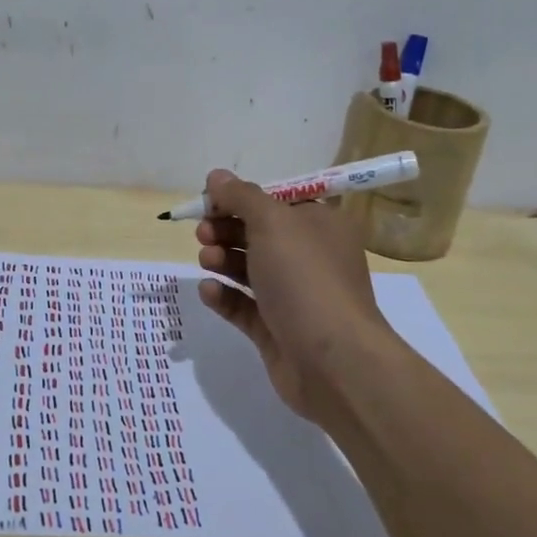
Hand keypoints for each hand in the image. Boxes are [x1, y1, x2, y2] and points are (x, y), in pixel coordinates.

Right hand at [195, 169, 393, 417]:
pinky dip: (225, 296)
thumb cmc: (305, 278)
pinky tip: (208, 291)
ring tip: (206, 260)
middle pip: (259, 234)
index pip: (276, 202)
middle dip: (226, 229)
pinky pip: (244, 306)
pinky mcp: (276, 330)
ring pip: (250, 269)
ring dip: (223, 259)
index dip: (241, 198)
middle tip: (203, 232)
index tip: (209, 201)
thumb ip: (240, 196)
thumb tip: (216, 176)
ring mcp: (294, 296)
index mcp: (320, 225)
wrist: (332, 360)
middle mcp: (310, 257)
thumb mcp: (272, 222)